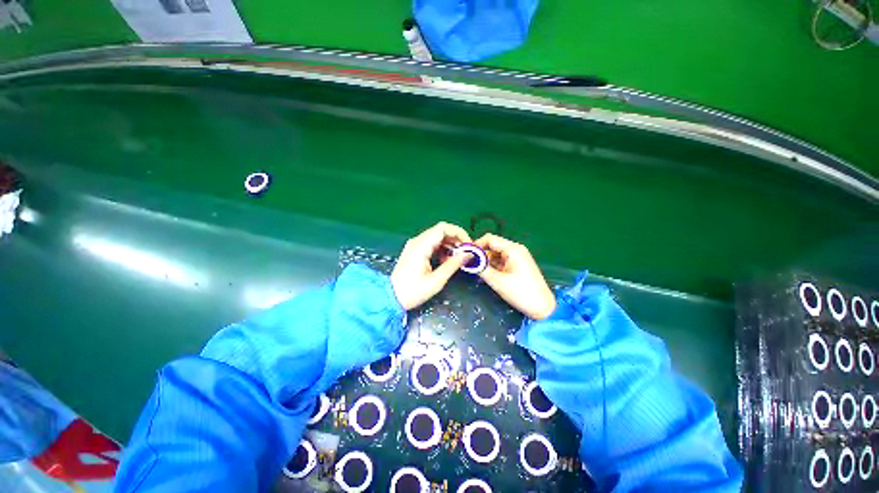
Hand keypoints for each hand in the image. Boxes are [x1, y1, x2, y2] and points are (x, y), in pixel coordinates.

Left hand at [391, 222, 472, 309]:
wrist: (391, 297)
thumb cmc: (413, 291)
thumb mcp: (436, 281)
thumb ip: (452, 265)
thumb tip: (468, 254)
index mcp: (421, 246)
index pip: (443, 228)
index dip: (458, 233)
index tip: (468, 245)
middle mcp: (417, 241)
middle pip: (440, 230)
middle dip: (456, 239)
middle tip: (466, 252)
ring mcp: (415, 245)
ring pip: (437, 236)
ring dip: (449, 244)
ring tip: (458, 258)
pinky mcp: (415, 250)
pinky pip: (432, 243)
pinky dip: (442, 248)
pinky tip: (446, 260)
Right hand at [475, 234, 555, 319]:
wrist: (543, 308)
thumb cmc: (521, 293)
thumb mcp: (497, 281)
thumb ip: (481, 269)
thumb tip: (468, 261)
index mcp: (513, 249)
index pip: (490, 239)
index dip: (476, 245)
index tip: (466, 254)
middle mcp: (516, 249)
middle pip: (493, 246)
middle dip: (481, 254)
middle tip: (469, 265)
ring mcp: (518, 257)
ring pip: (496, 254)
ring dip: (486, 261)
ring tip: (476, 271)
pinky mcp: (518, 265)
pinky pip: (502, 261)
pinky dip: (493, 266)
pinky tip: (486, 274)